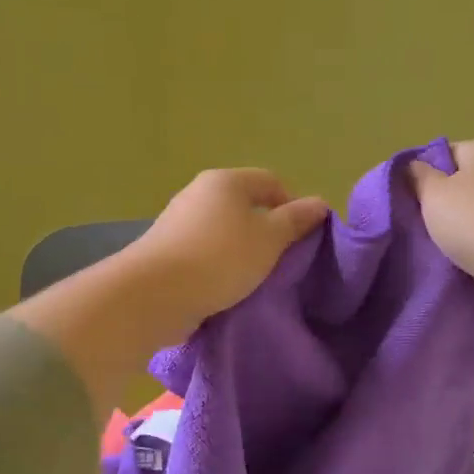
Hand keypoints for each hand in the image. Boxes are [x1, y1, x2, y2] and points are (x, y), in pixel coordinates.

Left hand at [127, 168, 329, 329]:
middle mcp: (199, 192)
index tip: (303, 237)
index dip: (293, 204)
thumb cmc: (220, 258)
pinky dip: (219, 264)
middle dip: (266, 229)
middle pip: (244, 205)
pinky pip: (203, 251)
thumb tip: (319, 203)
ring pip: (223, 230)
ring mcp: (178, 221)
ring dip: (242, 250)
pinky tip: (226, 287)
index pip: (270, 181)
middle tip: (283, 260)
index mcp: (226, 181)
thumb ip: (295, 221)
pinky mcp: (165, 250)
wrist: (154, 293)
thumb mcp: (269, 240)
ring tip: (256, 278)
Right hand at [408, 139, 473, 319]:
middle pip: (462, 185)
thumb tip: (413, 168)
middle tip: (418, 228)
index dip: (423, 177)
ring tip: (438, 250)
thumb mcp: (434, 195)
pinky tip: (463, 263)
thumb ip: (418, 178)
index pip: (445, 154)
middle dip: (440, 206)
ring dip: (458, 231)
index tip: (407, 203)